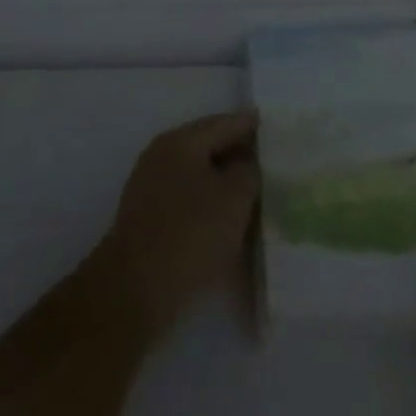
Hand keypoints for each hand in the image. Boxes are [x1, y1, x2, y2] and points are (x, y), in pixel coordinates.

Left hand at [93, 112, 259, 340]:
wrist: (134, 292)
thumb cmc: (189, 234)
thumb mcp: (234, 198)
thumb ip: (250, 172)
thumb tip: (249, 164)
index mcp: (181, 141)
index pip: (226, 123)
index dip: (255, 127)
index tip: (281, 132)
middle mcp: (163, 157)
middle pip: (212, 148)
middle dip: (243, 158)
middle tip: (277, 167)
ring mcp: (153, 189)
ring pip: (202, 178)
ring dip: (228, 186)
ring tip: (261, 198)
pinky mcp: (151, 221)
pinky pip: (191, 203)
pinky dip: (213, 208)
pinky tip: (234, 225)